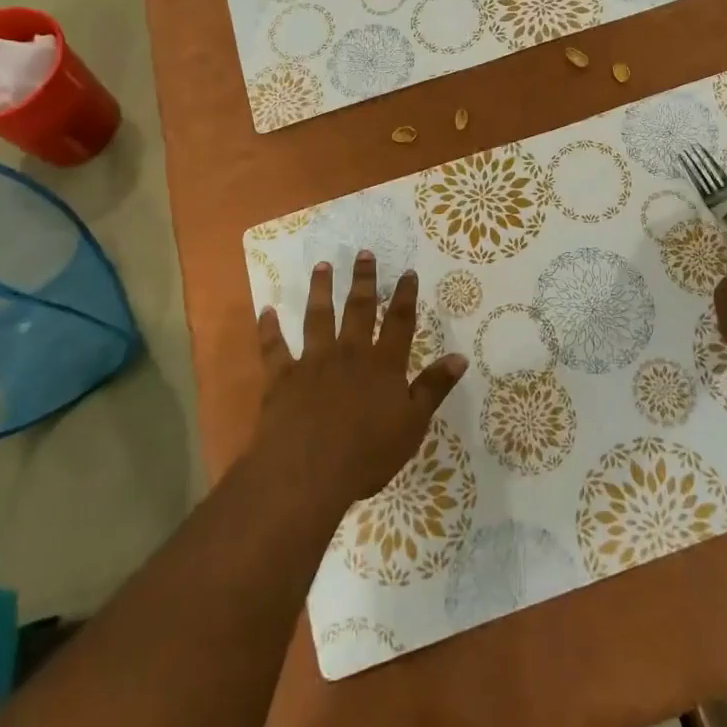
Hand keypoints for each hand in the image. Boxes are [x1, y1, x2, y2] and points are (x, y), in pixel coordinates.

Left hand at [255, 252, 468, 507]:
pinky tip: (266, 310)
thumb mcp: (412, 425)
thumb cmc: (366, 454)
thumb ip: (434, 388)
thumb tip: (460, 356)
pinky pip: (274, 348)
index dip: (405, 296)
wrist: (307, 473)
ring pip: (318, 317)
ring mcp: (313, 362)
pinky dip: (269, 328)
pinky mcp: (283, 377)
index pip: (399, 322)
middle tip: (363, 253)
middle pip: (358, 309)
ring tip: (322, 266)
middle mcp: (349, 353)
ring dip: (320, 290)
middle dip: (363, 280)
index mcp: (383, 364)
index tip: (407, 272)